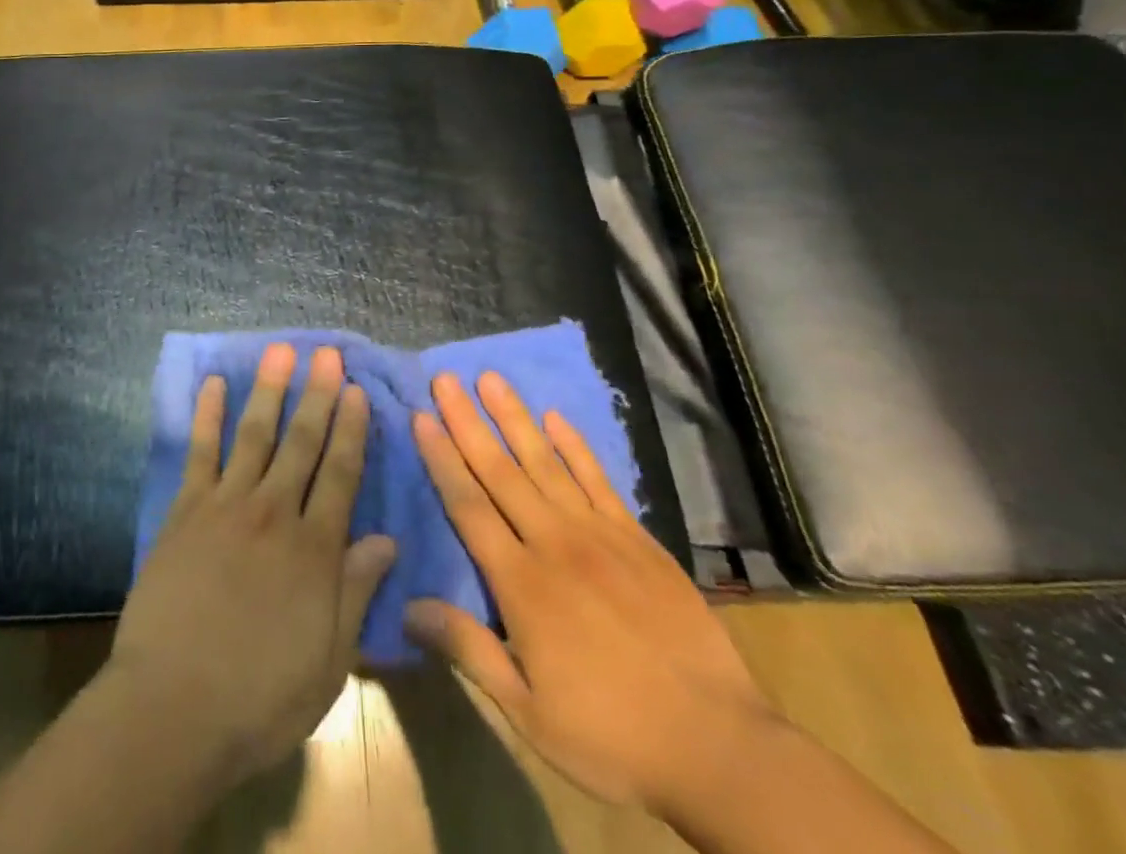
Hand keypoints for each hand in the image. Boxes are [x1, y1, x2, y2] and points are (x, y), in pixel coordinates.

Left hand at [110, 344, 396, 782]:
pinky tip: (212, 384)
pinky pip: (199, 452)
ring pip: (255, 434)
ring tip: (281, 351)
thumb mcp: (327, 661)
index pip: (341, 474)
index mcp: (314, 550)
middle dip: (318, 395)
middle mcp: (275, 513)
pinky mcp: (186, 510)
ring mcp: (226, 505)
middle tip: (328, 354)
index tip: (358, 391)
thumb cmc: (258, 698)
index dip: (352, 430)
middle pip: (302, 442)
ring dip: (270, 390)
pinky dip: (207, 415)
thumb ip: (354, 592)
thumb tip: (387, 540)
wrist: (173, 709)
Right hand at [407, 371, 776, 812]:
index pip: (468, 506)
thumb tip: (408, 607)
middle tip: (444, 379)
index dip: (441, 459)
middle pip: (500, 471)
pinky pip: (598, 480)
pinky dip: (575, 446)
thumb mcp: (529, 712)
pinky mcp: (637, 539)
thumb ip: (469, 649)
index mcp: (521, 583)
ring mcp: (599, 535)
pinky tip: (555, 418)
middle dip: (467, 422)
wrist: (718, 747)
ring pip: (546, 463)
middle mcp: (554, 544)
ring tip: (491, 379)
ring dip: (514, 418)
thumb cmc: (611, 735)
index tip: (421, 417)